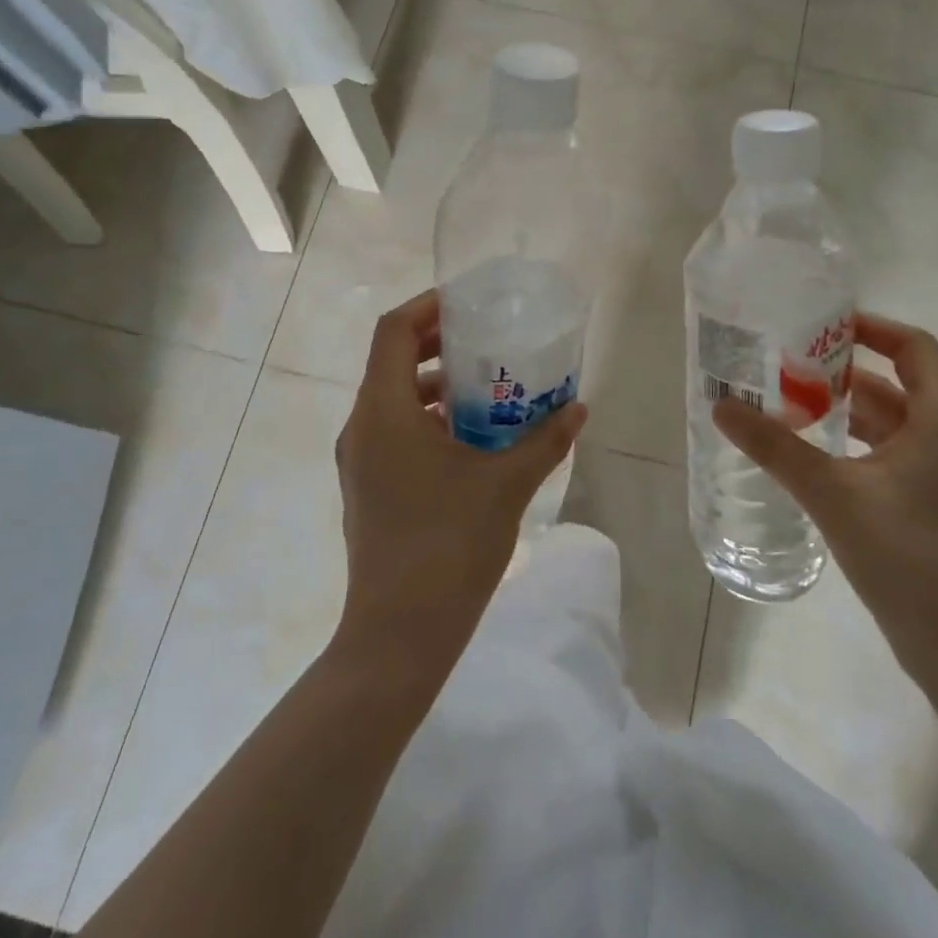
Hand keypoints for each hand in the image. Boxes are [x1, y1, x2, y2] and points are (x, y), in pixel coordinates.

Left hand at [332, 290, 587, 674]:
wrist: (399, 634)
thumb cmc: (450, 544)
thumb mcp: (507, 484)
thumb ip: (545, 440)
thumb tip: (578, 407)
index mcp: (383, 411)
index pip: (392, 332)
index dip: (426, 307)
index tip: (466, 303)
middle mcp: (361, 427)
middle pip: (390, 361)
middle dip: (434, 344)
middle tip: (483, 339)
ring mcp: (358, 461)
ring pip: (390, 399)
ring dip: (432, 385)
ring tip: (483, 388)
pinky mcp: (366, 488)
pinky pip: (391, 431)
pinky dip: (424, 419)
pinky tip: (468, 440)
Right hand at [713, 313, 937, 695]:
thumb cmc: (911, 559)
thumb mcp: (835, 496)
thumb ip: (776, 448)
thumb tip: (721, 405)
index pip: (913, 346)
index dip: (869, 328)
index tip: (816, 326)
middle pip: (896, 382)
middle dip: (840, 370)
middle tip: (783, 364)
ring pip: (889, 421)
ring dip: (842, 409)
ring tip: (784, 403)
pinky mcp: (930, 504)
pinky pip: (887, 454)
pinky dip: (851, 444)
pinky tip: (808, 454)